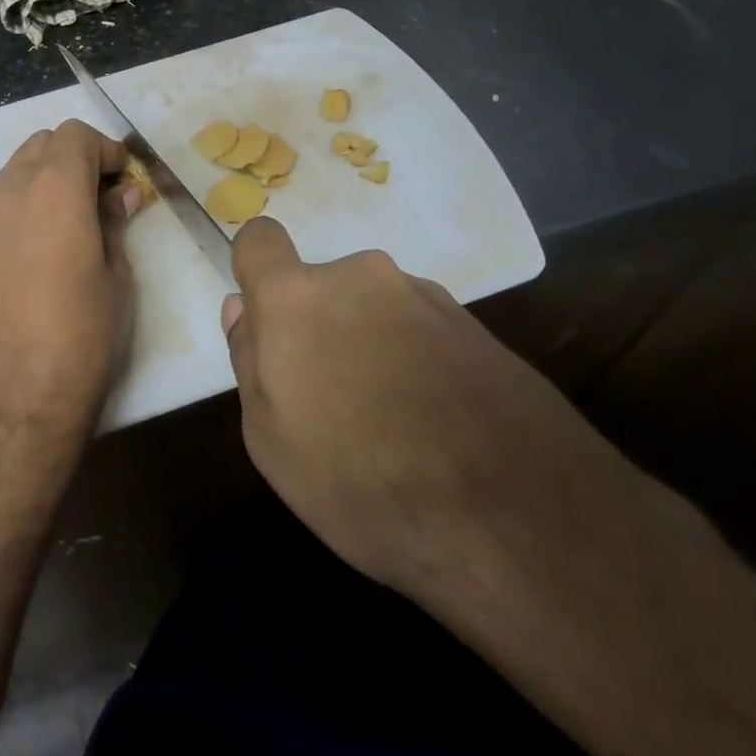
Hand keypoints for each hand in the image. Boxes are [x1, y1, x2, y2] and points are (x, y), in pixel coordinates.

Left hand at [0, 120, 140, 462]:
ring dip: (43, 180)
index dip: (105, 149)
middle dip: (73, 158)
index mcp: (54, 188)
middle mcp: (9, 190)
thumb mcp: (117, 276)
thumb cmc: (82, 335)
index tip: (122, 179)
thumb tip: (120, 194)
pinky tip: (33, 250)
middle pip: (41, 144)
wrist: (15, 398)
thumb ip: (114, 222)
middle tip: (98, 196)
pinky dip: (18, 208)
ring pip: (13, 172)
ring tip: (66, 221)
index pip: (76, 135)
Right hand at [222, 218, 619, 606]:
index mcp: (297, 297)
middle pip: (321, 287)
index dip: (255, 268)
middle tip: (332, 401)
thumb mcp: (271, 439)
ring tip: (394, 424)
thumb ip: (249, 361)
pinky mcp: (476, 326)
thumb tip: (242, 309)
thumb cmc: (361, 480)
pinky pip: (421, 330)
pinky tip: (438, 425)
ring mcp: (424, 297)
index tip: (266, 319)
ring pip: (374, 309)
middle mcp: (360, 277)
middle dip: (318, 327)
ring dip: (370, 345)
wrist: (514, 517)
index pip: (260, 239)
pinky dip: (416, 361)